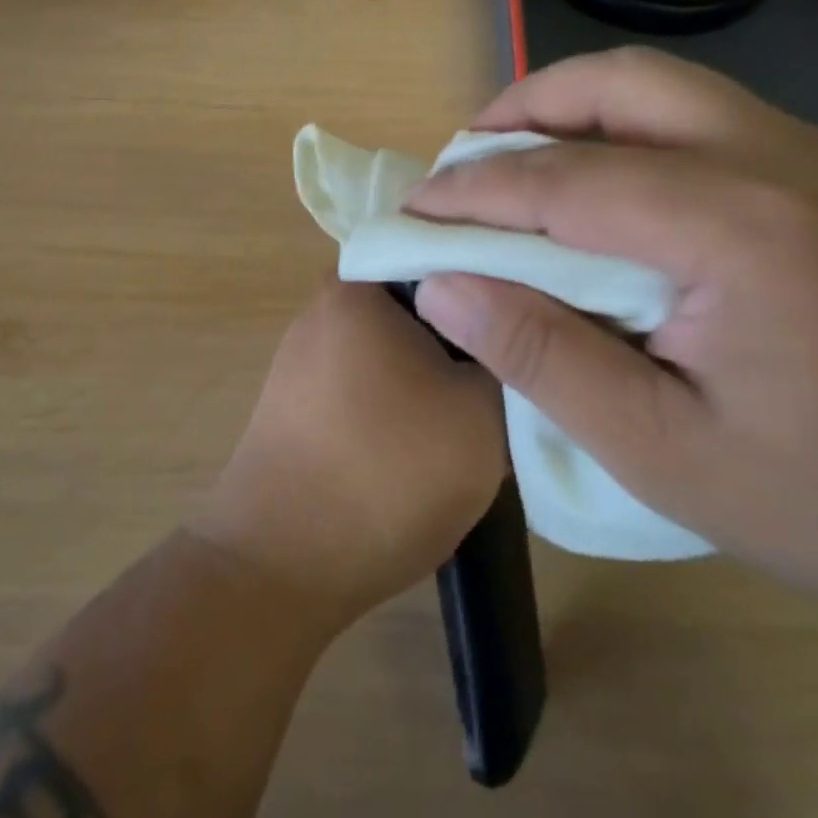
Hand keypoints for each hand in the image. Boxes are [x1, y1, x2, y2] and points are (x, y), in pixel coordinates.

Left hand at [191, 280, 506, 630]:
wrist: (280, 567)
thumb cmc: (387, 474)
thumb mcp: (482, 413)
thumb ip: (507, 356)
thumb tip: (509, 332)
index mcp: (359, 286)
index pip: (447, 251)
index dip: (500, 280)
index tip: (538, 316)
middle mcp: (324, 306)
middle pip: (422, 299)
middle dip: (470, 331)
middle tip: (515, 369)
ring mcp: (305, 355)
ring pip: (398, 343)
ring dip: (438, 369)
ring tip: (480, 409)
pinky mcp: (300, 400)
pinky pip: (370, 378)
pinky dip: (404, 397)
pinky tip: (428, 437)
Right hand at [405, 48, 817, 644]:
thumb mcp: (659, 449)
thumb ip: (539, 355)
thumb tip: (442, 286)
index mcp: (741, 228)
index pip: (566, 179)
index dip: (474, 190)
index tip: (412, 208)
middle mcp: (791, 161)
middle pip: (626, 84)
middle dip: (527, 109)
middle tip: (467, 161)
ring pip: (679, 93)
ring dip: (586, 115)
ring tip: (530, 169)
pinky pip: (724, 126)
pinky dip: (646, 139)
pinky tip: (627, 201)